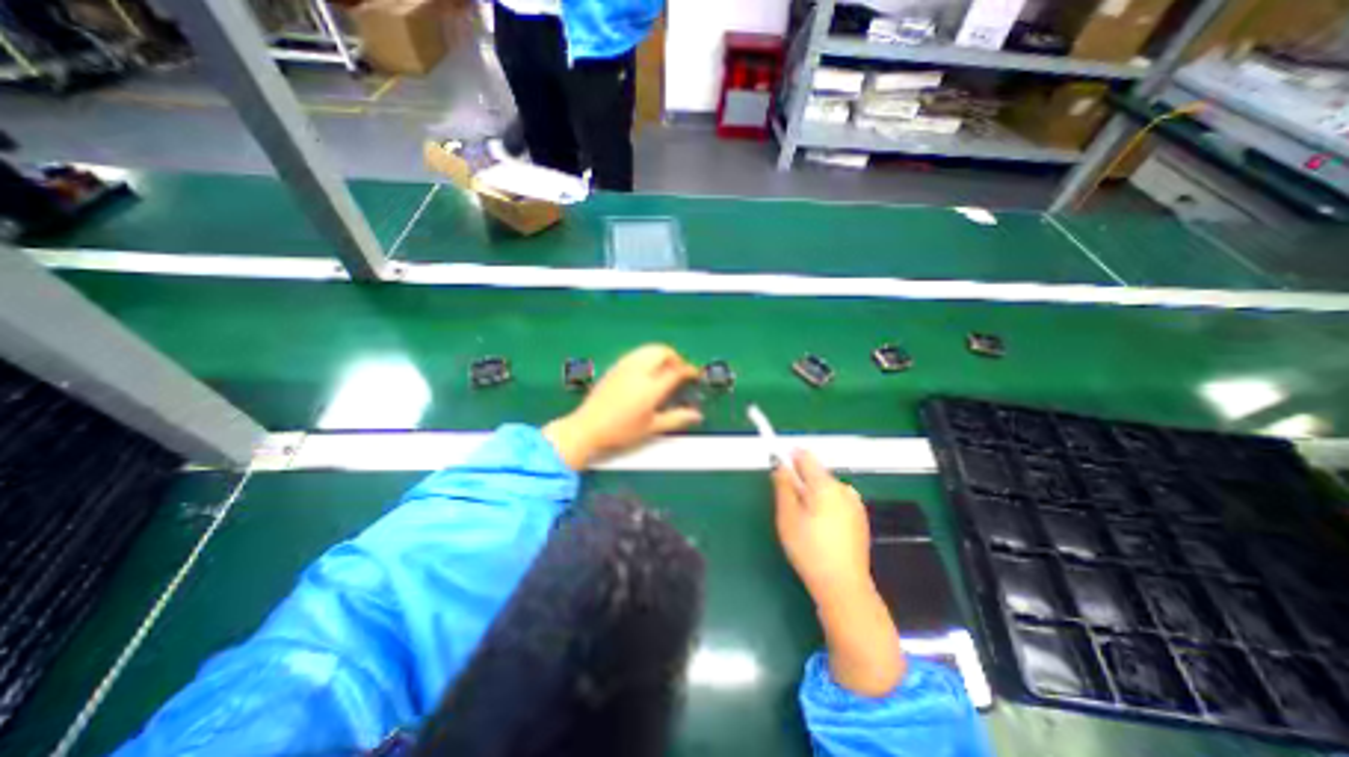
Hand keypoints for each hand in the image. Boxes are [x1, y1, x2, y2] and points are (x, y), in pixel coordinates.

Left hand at [542, 344, 701, 473]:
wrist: (588, 427)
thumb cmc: (621, 430)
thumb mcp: (651, 427)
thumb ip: (676, 418)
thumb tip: (697, 415)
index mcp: (651, 387)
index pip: (676, 370)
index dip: (689, 370)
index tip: (695, 375)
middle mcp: (639, 371)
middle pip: (662, 351)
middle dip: (676, 357)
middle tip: (680, 371)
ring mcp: (625, 366)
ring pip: (649, 349)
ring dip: (662, 354)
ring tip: (666, 369)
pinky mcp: (615, 366)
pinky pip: (637, 353)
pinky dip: (648, 355)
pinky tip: (648, 370)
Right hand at [770, 450, 905, 696]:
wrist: (843, 587)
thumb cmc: (809, 551)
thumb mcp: (787, 517)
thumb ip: (783, 485)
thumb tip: (780, 465)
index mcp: (826, 485)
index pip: (805, 456)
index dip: (789, 458)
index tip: (778, 468)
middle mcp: (844, 489)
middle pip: (816, 473)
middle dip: (800, 482)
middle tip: (789, 507)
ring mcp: (855, 504)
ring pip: (826, 488)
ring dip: (813, 495)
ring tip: (805, 522)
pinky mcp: (860, 518)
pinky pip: (837, 501)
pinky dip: (826, 507)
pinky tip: (821, 530)